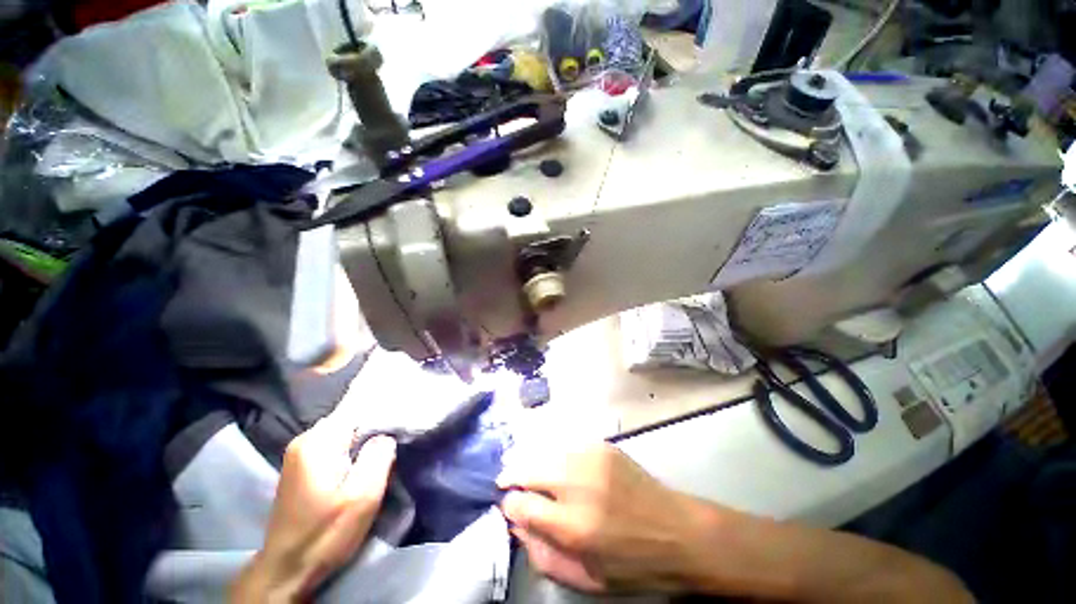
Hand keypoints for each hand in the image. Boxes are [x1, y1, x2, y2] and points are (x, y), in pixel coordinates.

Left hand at [229, 418, 395, 601]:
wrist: (287, 571)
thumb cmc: (326, 534)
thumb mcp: (362, 496)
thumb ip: (378, 456)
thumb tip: (387, 434)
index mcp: (317, 441)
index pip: (359, 407)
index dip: (383, 414)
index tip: (403, 422)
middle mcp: (305, 439)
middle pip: (351, 419)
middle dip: (375, 428)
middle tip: (395, 443)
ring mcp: (300, 453)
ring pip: (344, 433)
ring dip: (364, 441)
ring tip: (383, 453)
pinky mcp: (301, 466)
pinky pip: (334, 445)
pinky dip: (352, 450)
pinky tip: (362, 464)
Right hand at [498, 442, 712, 593]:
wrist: (677, 531)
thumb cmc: (632, 563)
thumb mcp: (585, 577)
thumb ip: (543, 553)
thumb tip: (516, 523)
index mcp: (573, 525)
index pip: (521, 503)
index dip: (509, 503)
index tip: (509, 504)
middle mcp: (579, 484)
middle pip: (529, 469)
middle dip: (514, 475)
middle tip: (509, 481)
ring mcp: (592, 458)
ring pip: (546, 451)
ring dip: (535, 463)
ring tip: (534, 474)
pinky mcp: (603, 445)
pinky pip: (567, 446)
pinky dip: (557, 455)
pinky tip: (562, 466)